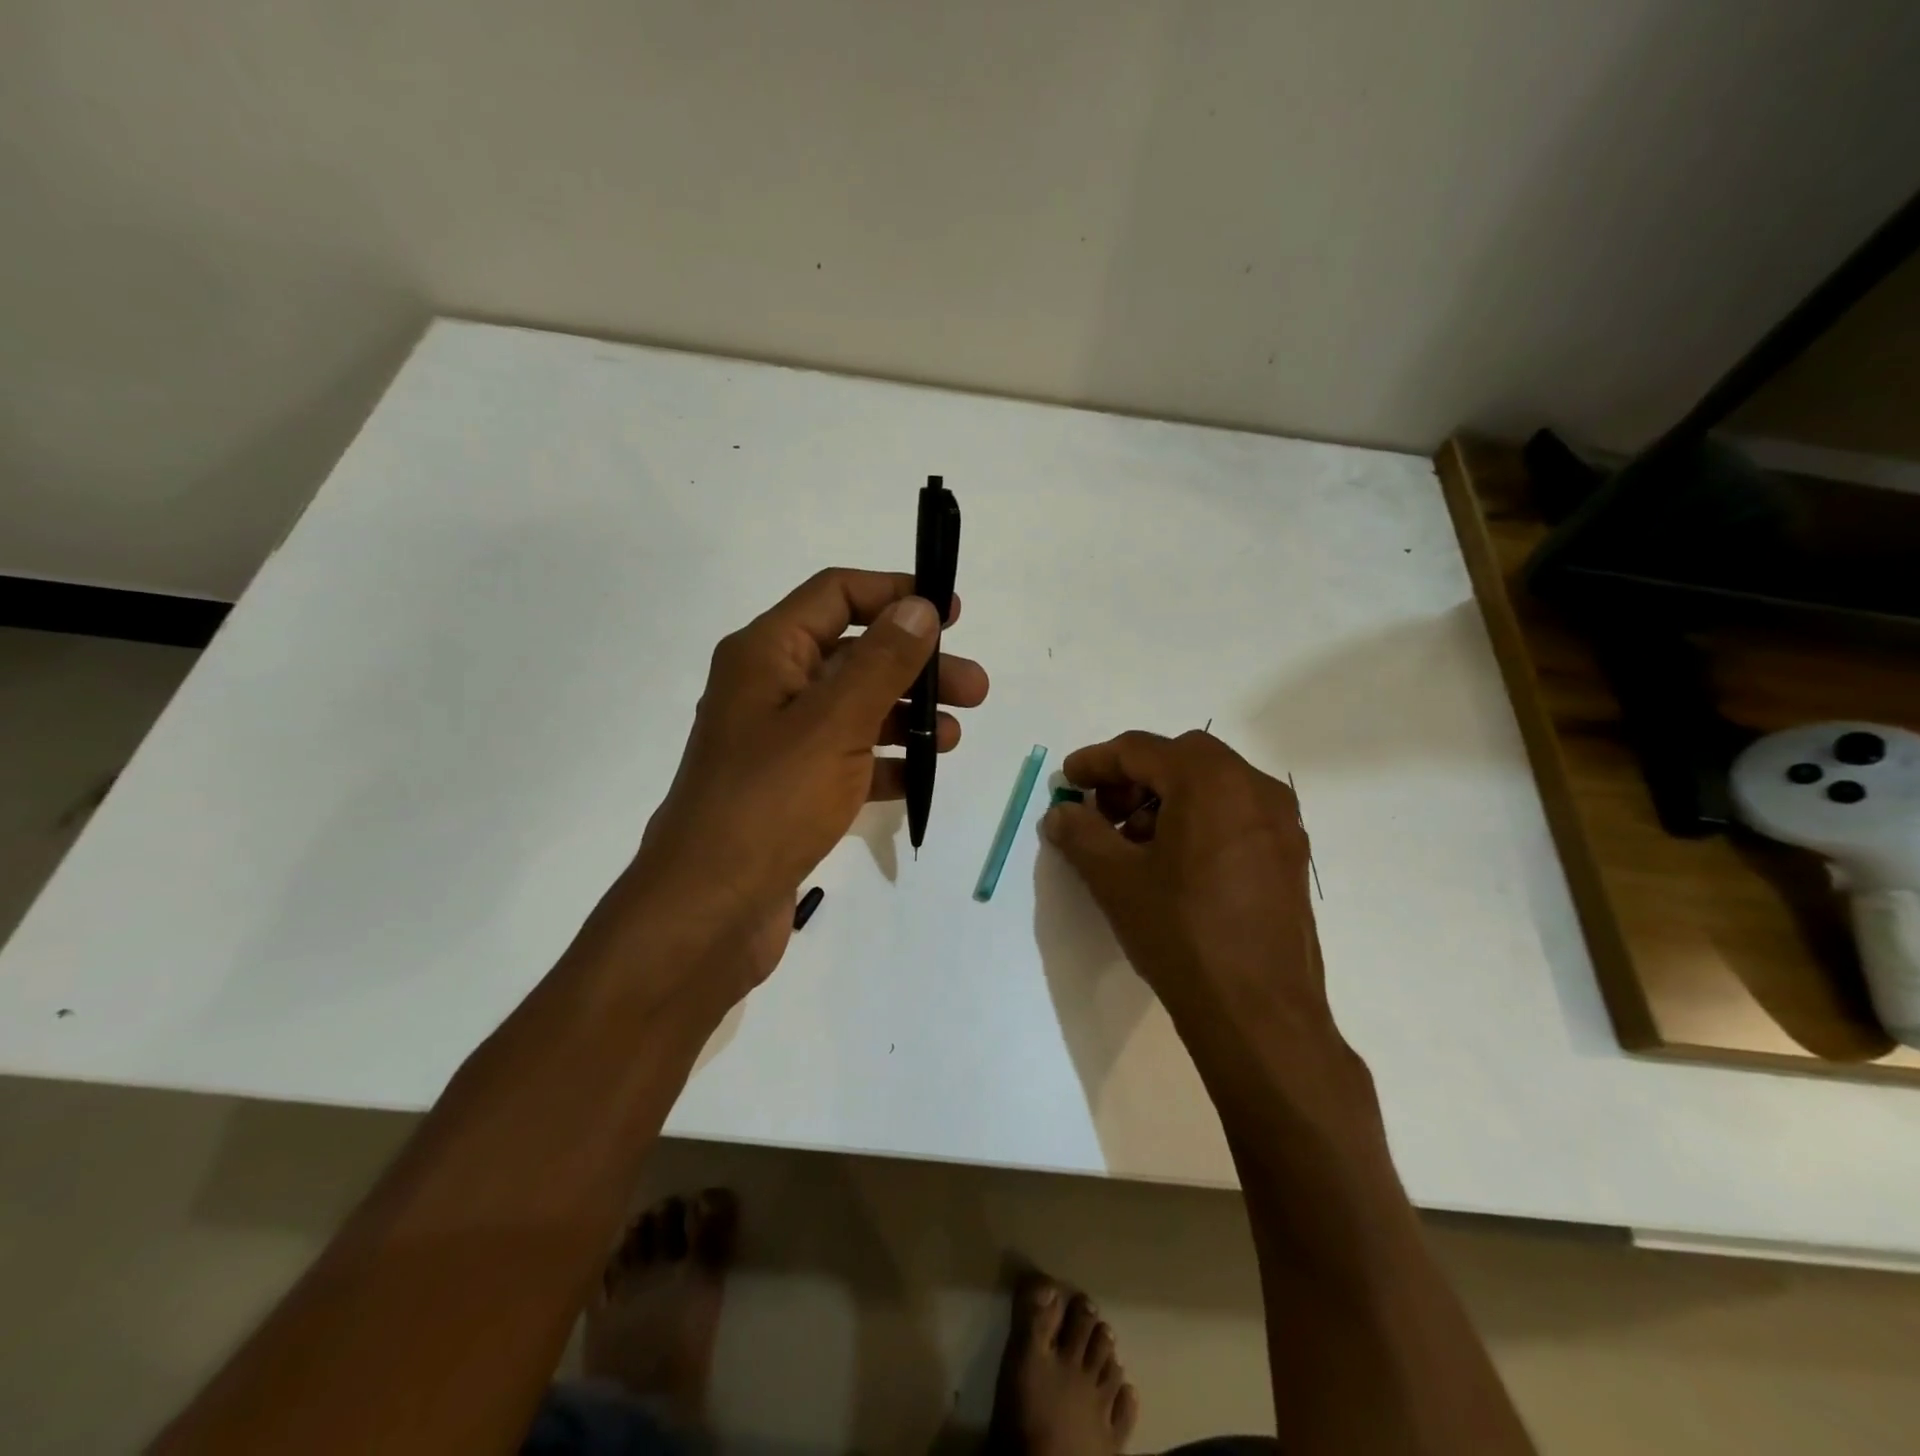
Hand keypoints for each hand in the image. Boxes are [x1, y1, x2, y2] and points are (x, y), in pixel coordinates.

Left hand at [618, 568, 988, 1007]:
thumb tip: (919, 606)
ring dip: (906, 716)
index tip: (952, 612)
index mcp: (767, 654)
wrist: (709, 911)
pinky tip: (920, 777)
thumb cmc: (770, 803)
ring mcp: (779, 743)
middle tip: (975, 689)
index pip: (836, 594)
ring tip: (953, 737)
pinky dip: (884, 762)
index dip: (894, 593)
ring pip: (855, 710)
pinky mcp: (790, 790)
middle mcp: (769, 689)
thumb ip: (882, 662)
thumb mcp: (833, 723)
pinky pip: (846, 759)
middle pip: (854, 655)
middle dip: (916, 666)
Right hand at [1040, 730, 1337, 1054]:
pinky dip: (1198, 820)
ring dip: (1166, 800)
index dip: (1096, 762)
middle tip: (1101, 813)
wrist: (1259, 1013)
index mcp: (1211, 781)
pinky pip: (1235, 815)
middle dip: (1133, 779)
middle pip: (1181, 760)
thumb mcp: (1115, 880)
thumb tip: (1061, 813)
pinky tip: (1173, 865)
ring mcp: (1281, 822)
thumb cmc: (1181, 934)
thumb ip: (1080, 834)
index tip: (1068, 781)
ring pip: (1212, 786)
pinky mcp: (1289, 855)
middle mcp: (1254, 788)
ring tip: (1134, 845)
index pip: (1141, 750)